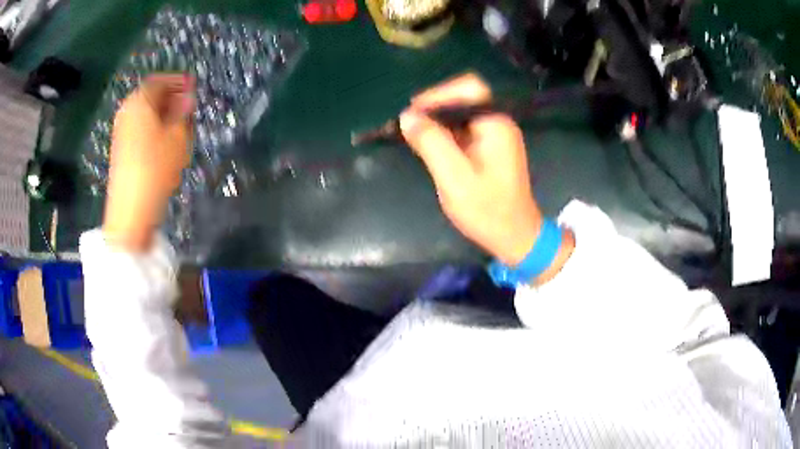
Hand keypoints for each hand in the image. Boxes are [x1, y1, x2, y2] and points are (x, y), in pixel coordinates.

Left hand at [103, 74, 194, 250]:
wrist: (130, 210)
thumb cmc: (155, 168)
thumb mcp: (177, 136)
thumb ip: (183, 112)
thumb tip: (187, 97)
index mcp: (139, 102)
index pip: (159, 81)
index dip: (178, 81)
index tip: (193, 87)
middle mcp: (127, 112)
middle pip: (151, 97)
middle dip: (171, 99)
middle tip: (189, 108)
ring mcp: (121, 132)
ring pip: (146, 114)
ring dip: (164, 115)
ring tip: (181, 127)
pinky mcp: (121, 150)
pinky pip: (140, 129)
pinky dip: (154, 129)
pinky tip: (166, 143)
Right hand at [400, 74, 573, 280]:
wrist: (515, 236)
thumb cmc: (487, 210)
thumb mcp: (454, 178)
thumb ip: (431, 143)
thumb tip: (407, 116)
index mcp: (496, 124)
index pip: (468, 88)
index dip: (437, 94)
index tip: (411, 112)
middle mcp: (499, 123)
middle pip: (465, 97)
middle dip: (435, 106)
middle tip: (409, 123)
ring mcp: (496, 135)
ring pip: (463, 113)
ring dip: (438, 119)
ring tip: (414, 133)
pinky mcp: (491, 147)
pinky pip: (465, 128)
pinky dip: (446, 132)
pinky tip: (430, 144)